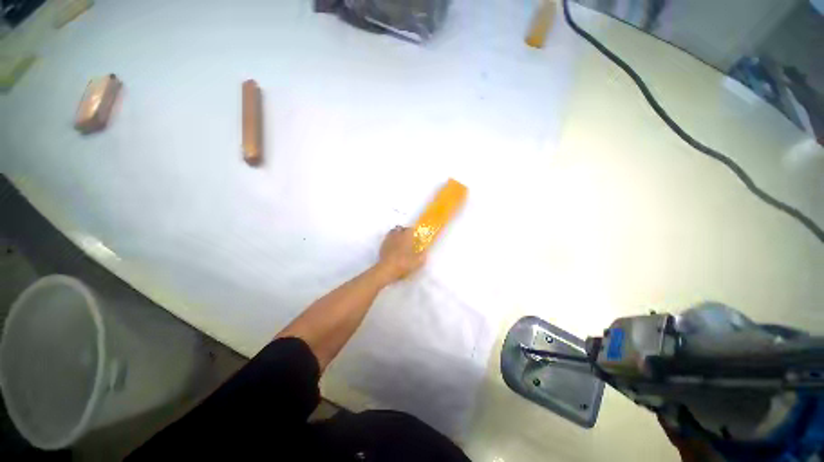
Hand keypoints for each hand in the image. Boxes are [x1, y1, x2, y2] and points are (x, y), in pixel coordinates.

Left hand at [376, 226, 425, 283]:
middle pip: (400, 228)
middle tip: (407, 238)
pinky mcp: (382, 245)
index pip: (410, 229)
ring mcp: (388, 239)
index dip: (413, 232)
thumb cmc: (404, 263)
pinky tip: (392, 247)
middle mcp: (397, 235)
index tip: (415, 236)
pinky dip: (390, 240)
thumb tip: (425, 250)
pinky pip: (387, 238)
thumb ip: (422, 254)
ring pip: (392, 232)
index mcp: (406, 236)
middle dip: (404, 231)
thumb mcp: (418, 261)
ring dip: (396, 234)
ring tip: (399, 241)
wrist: (387, 269)